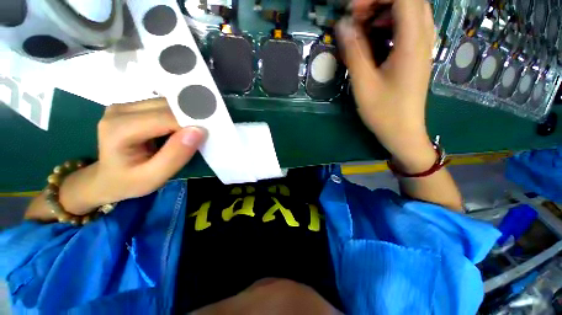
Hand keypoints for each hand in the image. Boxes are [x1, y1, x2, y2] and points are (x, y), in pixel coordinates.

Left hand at [61, 99, 205, 214]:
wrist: (106, 178)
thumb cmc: (129, 182)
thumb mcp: (154, 177)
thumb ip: (176, 155)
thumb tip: (199, 131)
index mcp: (119, 129)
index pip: (165, 118)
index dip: (191, 123)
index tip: (209, 133)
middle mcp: (120, 110)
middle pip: (167, 107)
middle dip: (191, 118)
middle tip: (205, 132)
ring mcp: (125, 106)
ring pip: (167, 103)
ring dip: (186, 115)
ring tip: (195, 131)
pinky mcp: (133, 106)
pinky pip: (164, 105)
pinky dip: (179, 114)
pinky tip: (183, 127)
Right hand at [337, 0, 436, 171]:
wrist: (403, 131)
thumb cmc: (383, 112)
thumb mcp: (364, 84)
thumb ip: (354, 52)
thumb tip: (342, 26)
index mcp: (412, 42)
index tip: (353, 10)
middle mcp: (423, 38)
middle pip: (408, 1)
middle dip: (379, 2)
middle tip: (356, 16)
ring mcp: (422, 46)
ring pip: (409, 12)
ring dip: (384, 12)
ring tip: (362, 26)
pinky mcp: (416, 55)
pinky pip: (407, 27)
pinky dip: (389, 25)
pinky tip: (374, 39)